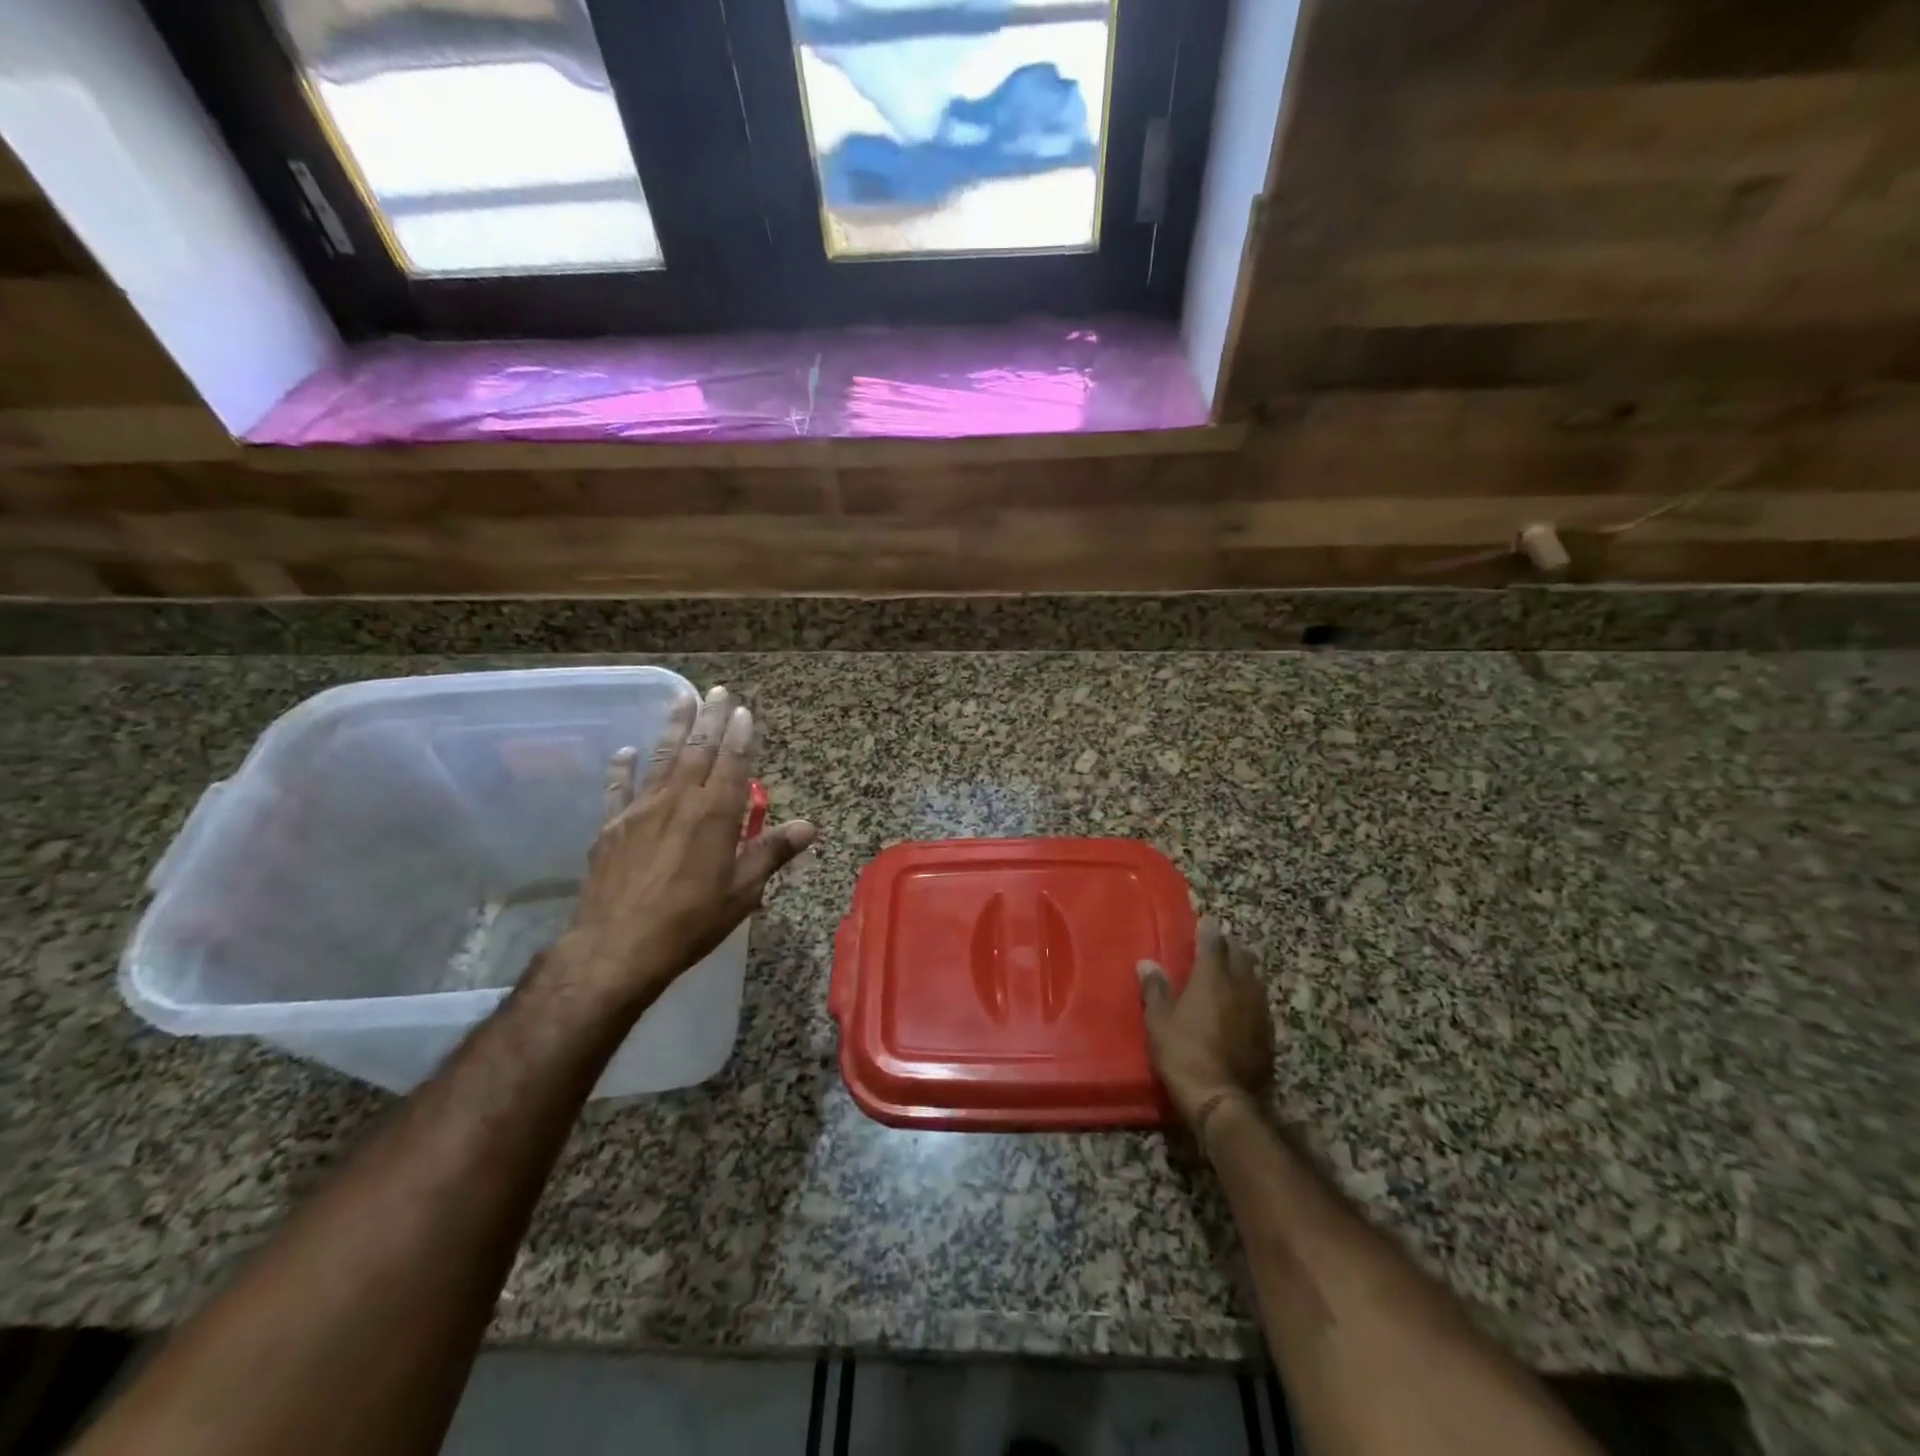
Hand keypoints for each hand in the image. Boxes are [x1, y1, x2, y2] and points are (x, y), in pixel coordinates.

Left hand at [551, 684, 816, 1011]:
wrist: (616, 948)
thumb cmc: (690, 922)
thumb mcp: (742, 892)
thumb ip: (772, 853)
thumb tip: (809, 826)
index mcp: (714, 815)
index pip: (732, 764)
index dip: (739, 735)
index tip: (743, 710)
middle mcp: (678, 802)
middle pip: (697, 750)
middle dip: (709, 718)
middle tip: (717, 689)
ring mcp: (641, 811)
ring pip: (661, 758)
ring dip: (673, 727)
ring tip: (680, 697)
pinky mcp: (612, 827)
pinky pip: (618, 789)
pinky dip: (622, 768)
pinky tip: (625, 752)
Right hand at [1138, 917, 1275, 1142]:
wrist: (1222, 1100)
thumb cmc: (1183, 1054)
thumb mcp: (1158, 1022)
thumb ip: (1155, 990)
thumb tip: (1147, 963)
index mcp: (1212, 978)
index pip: (1213, 943)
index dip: (1208, 930)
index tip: (1206, 920)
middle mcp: (1240, 987)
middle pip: (1241, 956)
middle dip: (1230, 946)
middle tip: (1219, 943)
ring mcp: (1258, 1011)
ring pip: (1255, 978)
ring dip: (1244, 969)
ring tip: (1234, 969)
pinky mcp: (1268, 1034)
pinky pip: (1261, 1003)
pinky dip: (1251, 995)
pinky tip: (1244, 1004)